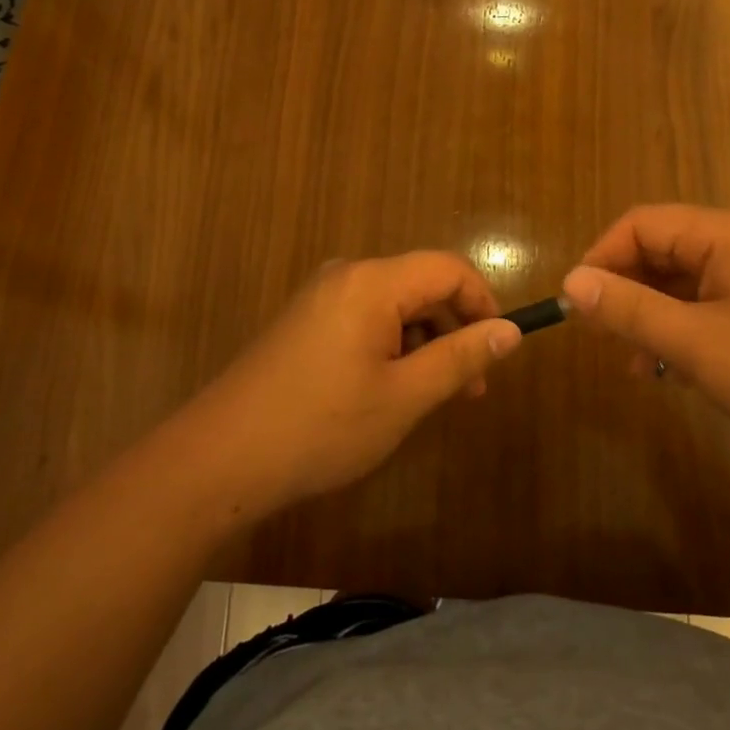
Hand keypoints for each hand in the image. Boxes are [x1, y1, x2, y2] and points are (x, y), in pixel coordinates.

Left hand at [189, 253, 521, 515]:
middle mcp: (346, 275)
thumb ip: (460, 358)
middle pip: (421, 286)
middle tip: (468, 389)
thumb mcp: (404, 397)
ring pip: (394, 306)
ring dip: (423, 344)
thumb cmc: (321, 427)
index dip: (483, 303)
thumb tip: (510, 331)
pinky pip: (365, 319)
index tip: (497, 351)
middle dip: (453, 330)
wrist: (220, 459)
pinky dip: (390, 347)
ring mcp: (321, 297)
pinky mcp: (305, 321)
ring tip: (428, 398)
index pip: (449, 269)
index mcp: (372, 282)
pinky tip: (386, 392)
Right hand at [561, 205, 729, 457]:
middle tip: (601, 338)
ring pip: (679, 282)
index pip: (640, 225)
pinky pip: (704, 304)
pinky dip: (679, 330)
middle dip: (625, 292)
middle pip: (659, 251)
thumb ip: (629, 310)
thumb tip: (572, 282)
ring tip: (632, 364)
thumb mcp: (694, 342)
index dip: (602, 259)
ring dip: (650, 317)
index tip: (579, 305)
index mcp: (721, 234)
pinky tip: (669, 371)